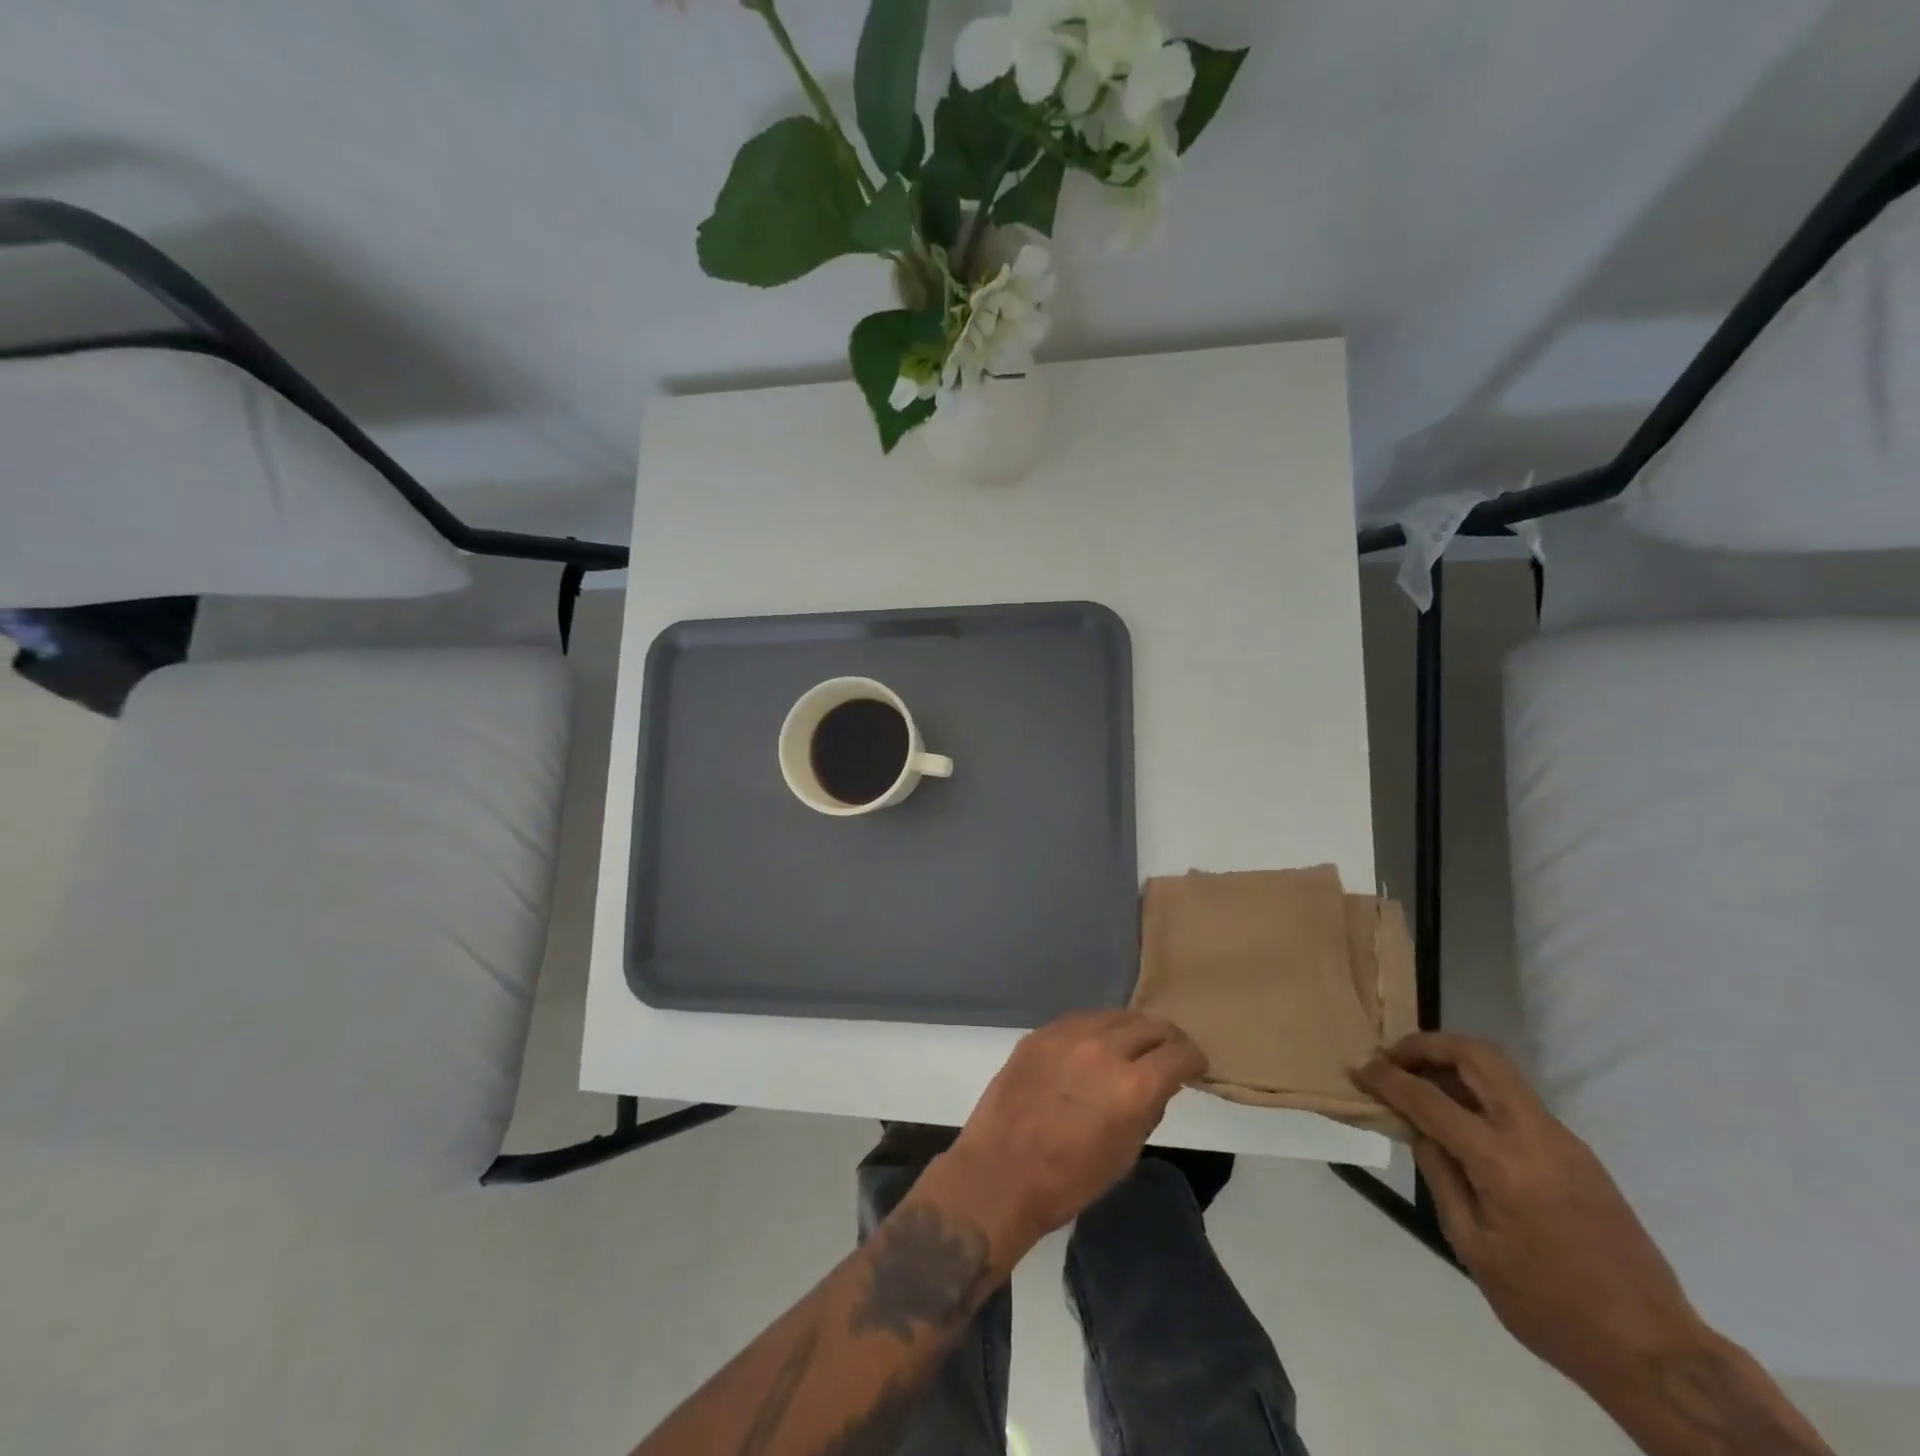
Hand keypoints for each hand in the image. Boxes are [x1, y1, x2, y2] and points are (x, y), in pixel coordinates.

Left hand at [939, 1011, 1206, 1254]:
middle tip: (1170, 1052)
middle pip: (1149, 1025)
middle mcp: (1103, 1049)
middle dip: (1167, 1038)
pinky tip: (1094, 1046)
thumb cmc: (1069, 1180)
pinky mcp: (1040, 1034)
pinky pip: (1080, 1021)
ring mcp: (1067, 1036)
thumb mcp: (1125, 1154)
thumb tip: (1159, 1084)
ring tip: (1133, 1046)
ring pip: (1114, 1016)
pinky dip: (1097, 1030)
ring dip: (1131, 1029)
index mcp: (1132, 1086)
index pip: (1178, 1052)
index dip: (1193, 1058)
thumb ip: (1147, 1109)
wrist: (1000, 1173)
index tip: (1195, 1066)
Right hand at [1353, 1033, 1703, 1389]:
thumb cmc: (1550, 1307)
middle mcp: (1535, 1135)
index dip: (1387, 1079)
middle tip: (1393, 1058)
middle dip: (1427, 1045)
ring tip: (1418, 1081)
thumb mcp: (1474, 1248)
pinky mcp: (1577, 1152)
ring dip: (1454, 1063)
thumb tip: (1417, 1129)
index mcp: (1503, 1163)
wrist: (1655, 1352)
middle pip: (1477, 1056)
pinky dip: (1478, 1091)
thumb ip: (1440, 1177)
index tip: (1359, 1068)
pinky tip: (1459, 1118)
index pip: (1429, 1099)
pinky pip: (1517, 1100)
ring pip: (1500, 1072)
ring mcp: (1563, 1139)